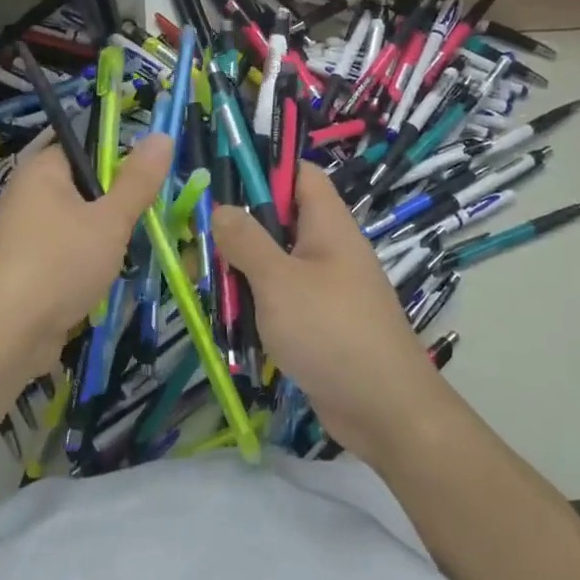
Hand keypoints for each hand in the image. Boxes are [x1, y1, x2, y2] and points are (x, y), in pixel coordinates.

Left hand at [0, 135, 172, 385]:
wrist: (3, 337)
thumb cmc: (59, 265)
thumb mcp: (110, 220)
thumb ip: (138, 180)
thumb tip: (162, 135)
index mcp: (42, 170)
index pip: (86, 147)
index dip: (120, 160)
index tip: (150, 183)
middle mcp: (27, 194)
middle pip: (84, 187)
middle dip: (117, 205)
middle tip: (147, 220)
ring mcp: (22, 233)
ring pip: (77, 223)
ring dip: (105, 238)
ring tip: (131, 252)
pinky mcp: (24, 268)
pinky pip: (64, 253)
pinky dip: (85, 263)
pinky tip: (104, 280)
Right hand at [213, 163, 448, 465]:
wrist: (384, 410)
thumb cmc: (331, 331)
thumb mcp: (280, 281)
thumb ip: (247, 241)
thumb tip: (223, 208)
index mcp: (327, 224)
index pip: (299, 174)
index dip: (264, 169)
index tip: (220, 181)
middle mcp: (327, 248)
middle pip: (278, 220)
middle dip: (238, 229)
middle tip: (195, 240)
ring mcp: (323, 287)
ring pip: (273, 264)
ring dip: (240, 272)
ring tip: (200, 281)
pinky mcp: (316, 323)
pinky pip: (279, 300)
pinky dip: (253, 305)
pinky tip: (224, 318)